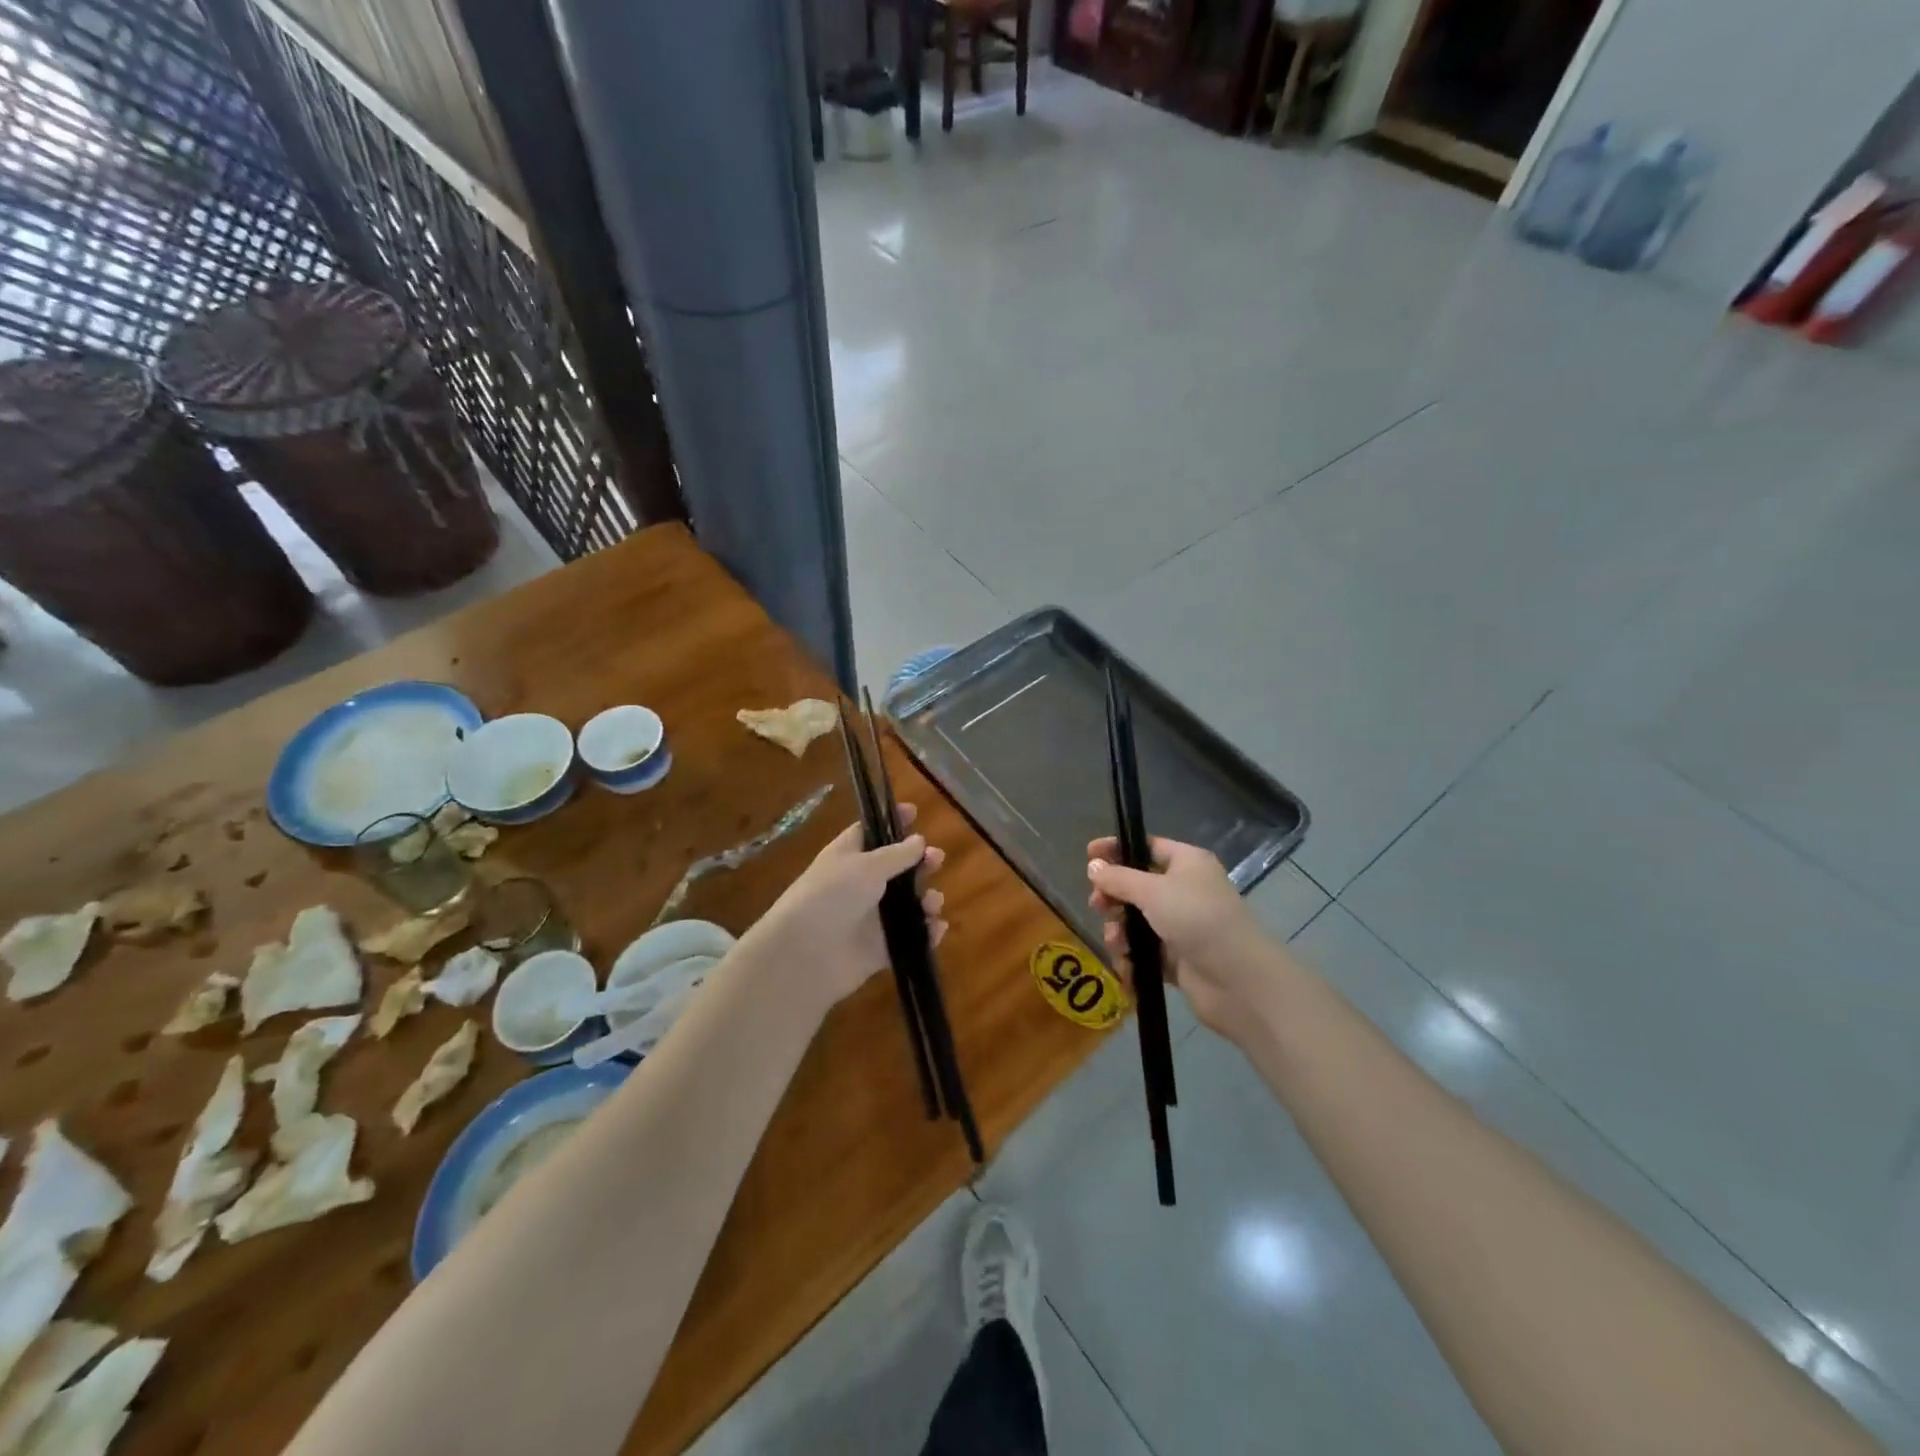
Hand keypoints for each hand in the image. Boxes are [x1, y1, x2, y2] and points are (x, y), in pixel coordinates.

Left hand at [744, 802, 945, 1018]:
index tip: (915, 811)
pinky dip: (925, 933)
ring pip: (907, 904)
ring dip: (926, 899)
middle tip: (937, 859)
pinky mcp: (879, 948)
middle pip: (897, 868)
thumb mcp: (866, 866)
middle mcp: (860, 884)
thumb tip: (919, 841)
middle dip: (920, 862)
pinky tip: (936, 928)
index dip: (892, 821)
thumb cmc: (831, 895)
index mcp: (848, 856)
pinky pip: (909, 937)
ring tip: (932, 902)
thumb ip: (897, 854)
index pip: (871, 831)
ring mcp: (870, 918)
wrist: (804, 954)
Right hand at [1087, 836, 1271, 1036]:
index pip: (1147, 846)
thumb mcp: (1152, 891)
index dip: (1117, 849)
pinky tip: (1127, 965)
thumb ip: (1119, 878)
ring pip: (1137, 921)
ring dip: (1120, 931)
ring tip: (1117, 943)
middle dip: (1114, 896)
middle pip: (1137, 886)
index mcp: (1187, 863)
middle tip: (1098, 906)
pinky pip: (1145, 951)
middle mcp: (1185, 890)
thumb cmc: (1196, 918)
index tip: (1088, 855)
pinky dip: (1132, 956)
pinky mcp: (1178, 958)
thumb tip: (1093, 867)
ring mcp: (1181, 925)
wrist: (1237, 979)